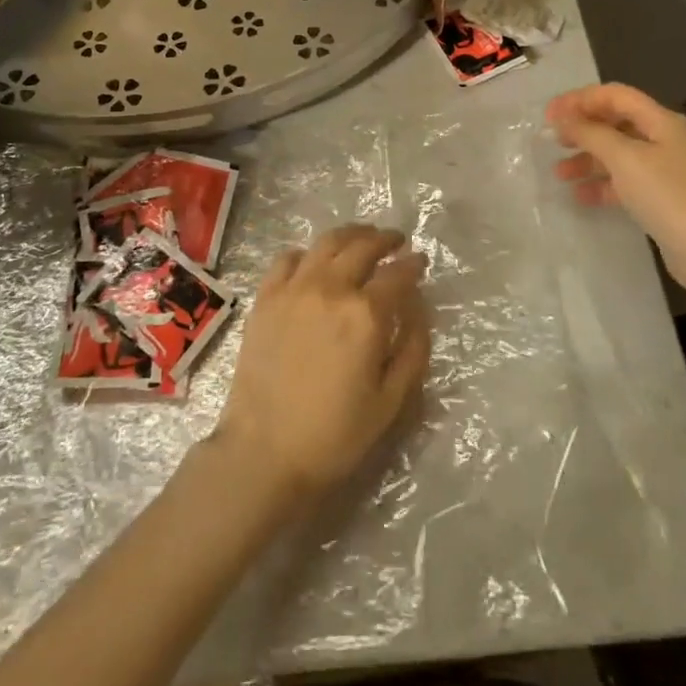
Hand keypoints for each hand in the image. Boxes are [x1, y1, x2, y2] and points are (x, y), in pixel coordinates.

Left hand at [215, 225, 429, 501]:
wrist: (264, 451)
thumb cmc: (334, 434)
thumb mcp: (391, 401)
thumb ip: (412, 348)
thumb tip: (417, 309)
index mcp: (365, 314)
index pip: (397, 274)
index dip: (414, 264)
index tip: (421, 261)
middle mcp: (331, 289)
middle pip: (363, 246)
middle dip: (385, 239)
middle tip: (396, 241)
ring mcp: (293, 288)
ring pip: (326, 242)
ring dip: (351, 234)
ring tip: (362, 238)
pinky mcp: (265, 297)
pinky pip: (288, 257)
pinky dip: (308, 252)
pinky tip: (315, 262)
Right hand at [546, 83, 685, 297]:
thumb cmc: (668, 196)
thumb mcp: (625, 159)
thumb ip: (591, 134)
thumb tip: (562, 119)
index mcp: (661, 121)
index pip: (615, 96)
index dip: (580, 100)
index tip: (548, 115)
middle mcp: (663, 139)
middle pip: (615, 123)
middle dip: (582, 129)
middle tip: (551, 140)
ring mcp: (662, 170)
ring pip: (616, 154)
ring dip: (586, 159)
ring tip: (559, 173)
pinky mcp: (659, 197)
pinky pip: (623, 182)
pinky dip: (600, 185)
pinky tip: (579, 196)